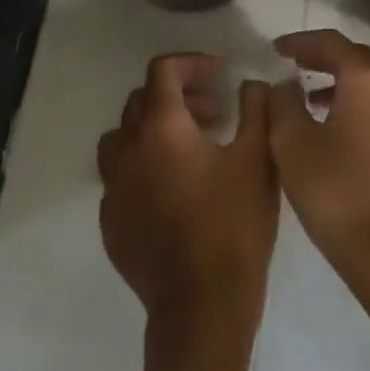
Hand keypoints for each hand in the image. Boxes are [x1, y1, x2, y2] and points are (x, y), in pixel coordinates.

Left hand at [97, 53, 278, 346]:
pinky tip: (173, 190)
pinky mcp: (111, 222)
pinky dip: (143, 166)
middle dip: (178, 95)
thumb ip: (256, 109)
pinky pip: (120, 177)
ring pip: (123, 138)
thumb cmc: (233, 226)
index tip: (219, 73)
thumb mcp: (258, 158)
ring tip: (188, 146)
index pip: (162, 71)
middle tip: (213, 112)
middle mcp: (127, 150)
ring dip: (153, 129)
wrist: (201, 308)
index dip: (191, 62)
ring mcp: (114, 189)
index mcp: (161, 128)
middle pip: (141, 100)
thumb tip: (252, 84)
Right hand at [268, 30, 369, 293]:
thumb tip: (287, 85)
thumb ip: (283, 102)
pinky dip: (350, 99)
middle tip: (290, 62)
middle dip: (321, 55)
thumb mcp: (292, 142)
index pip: (331, 42)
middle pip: (354, 56)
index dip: (300, 41)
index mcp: (367, 78)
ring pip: (368, 80)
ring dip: (336, 78)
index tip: (274, 49)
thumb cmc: (337, 191)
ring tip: (303, 92)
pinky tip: (327, 124)